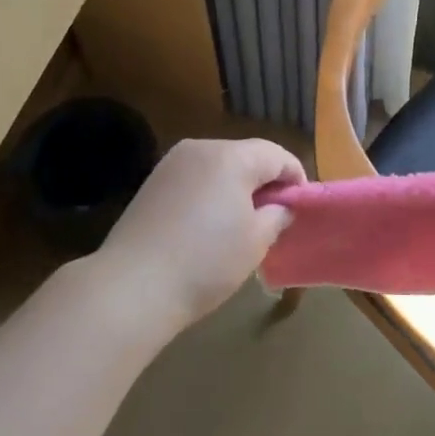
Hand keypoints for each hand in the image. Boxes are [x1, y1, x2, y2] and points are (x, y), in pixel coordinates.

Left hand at [100, 138, 304, 329]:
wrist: (133, 286)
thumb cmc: (206, 262)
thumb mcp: (255, 241)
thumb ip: (277, 215)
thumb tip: (281, 205)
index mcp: (231, 157)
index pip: (277, 155)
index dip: (295, 178)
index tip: (301, 206)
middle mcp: (200, 149)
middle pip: (246, 156)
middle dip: (265, 181)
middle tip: (274, 216)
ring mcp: (171, 164)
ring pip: (218, 167)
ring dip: (236, 187)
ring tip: (241, 223)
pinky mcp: (152, 183)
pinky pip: (194, 179)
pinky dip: (209, 193)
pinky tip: (208, 225)